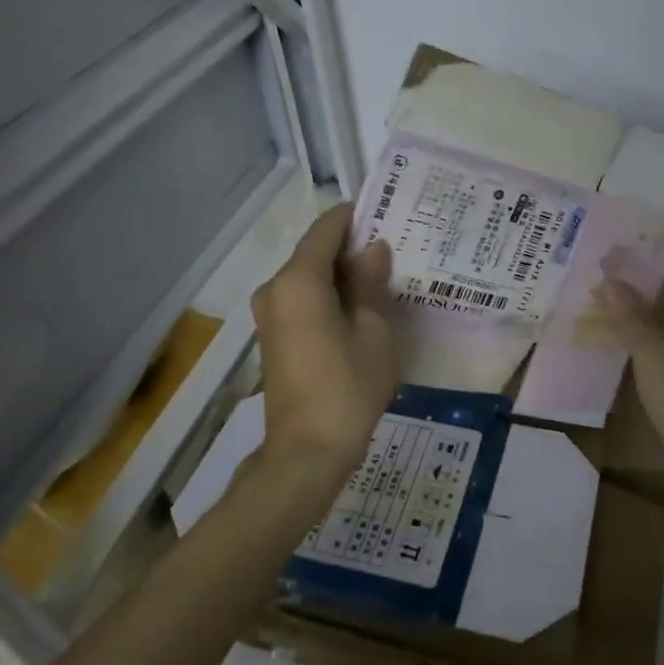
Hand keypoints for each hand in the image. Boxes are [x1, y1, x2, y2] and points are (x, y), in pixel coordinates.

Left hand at [252, 205, 397, 476]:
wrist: (306, 452)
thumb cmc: (347, 387)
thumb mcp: (373, 332)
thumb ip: (371, 283)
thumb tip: (373, 249)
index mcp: (299, 280)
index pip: (326, 228)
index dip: (354, 216)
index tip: (386, 212)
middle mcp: (275, 288)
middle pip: (314, 251)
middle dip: (351, 247)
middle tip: (394, 248)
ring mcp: (269, 314)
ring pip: (308, 277)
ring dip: (341, 273)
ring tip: (383, 276)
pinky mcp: (273, 337)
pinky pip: (302, 300)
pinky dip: (328, 295)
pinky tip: (359, 306)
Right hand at [595, 266, 663, 463]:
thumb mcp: (649, 350)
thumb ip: (628, 316)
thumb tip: (609, 283)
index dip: (662, 266)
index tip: (633, 257)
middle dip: (652, 291)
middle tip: (617, 281)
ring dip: (651, 318)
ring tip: (617, 309)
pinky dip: (654, 343)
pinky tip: (630, 347)